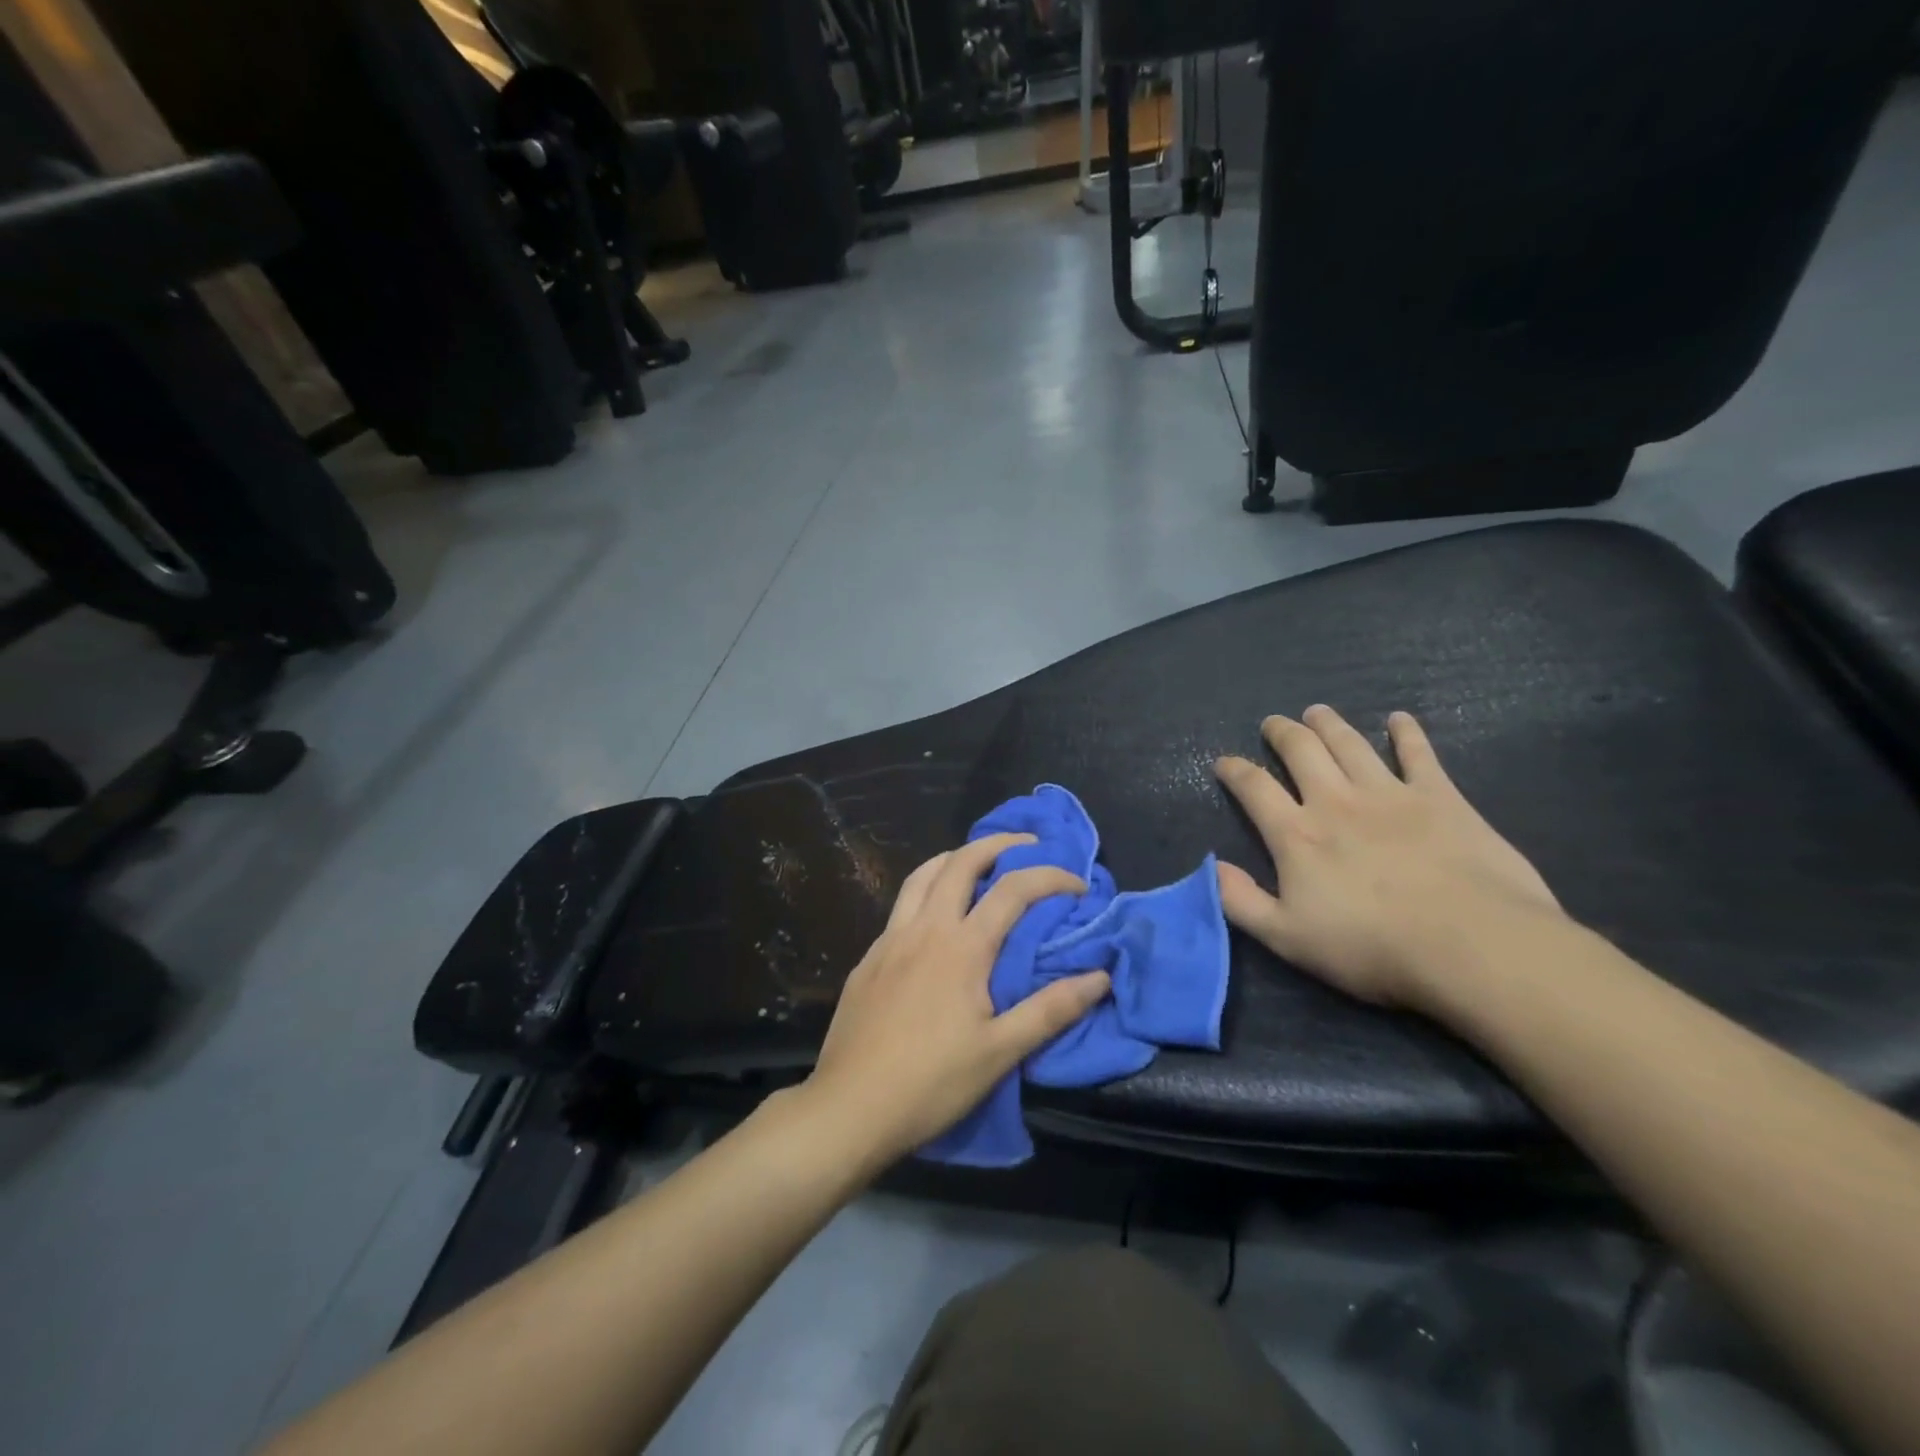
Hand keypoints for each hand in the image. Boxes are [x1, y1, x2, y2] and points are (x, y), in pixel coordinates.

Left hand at [801, 834, 1111, 1169]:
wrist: (849, 1107)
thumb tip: (1100, 976)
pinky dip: (926, 890)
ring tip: (978, 863)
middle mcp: (925, 928)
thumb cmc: (931, 1083)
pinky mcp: (868, 958)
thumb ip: (1051, 1010)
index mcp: (962, 947)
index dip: (1050, 877)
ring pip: (922, 875)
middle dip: (998, 844)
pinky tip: (933, 917)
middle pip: (961, 862)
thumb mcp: (1000, 1053)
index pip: (1013, 889)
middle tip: (1026, 845)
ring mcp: (890, 939)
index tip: (1078, 885)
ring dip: (955, 858)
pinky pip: (901, 905)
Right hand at [1214, 706, 1562, 1011]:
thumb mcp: (1287, 938)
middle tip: (1274, 723)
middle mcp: (1336, 801)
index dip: (1234, 770)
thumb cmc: (1372, 947)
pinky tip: (1400, 720)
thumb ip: (1240, 901)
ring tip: (1317, 712)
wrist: (1472, 946)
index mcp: (1297, 835)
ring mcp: (1390, 794)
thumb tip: (1210, 866)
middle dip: (1283, 733)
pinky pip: (1419, 754)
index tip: (1223, 761)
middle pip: (1302, 751)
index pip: (1254, 788)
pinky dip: (1407, 733)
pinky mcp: (1441, 797)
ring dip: (1330, 724)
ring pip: (1350, 744)